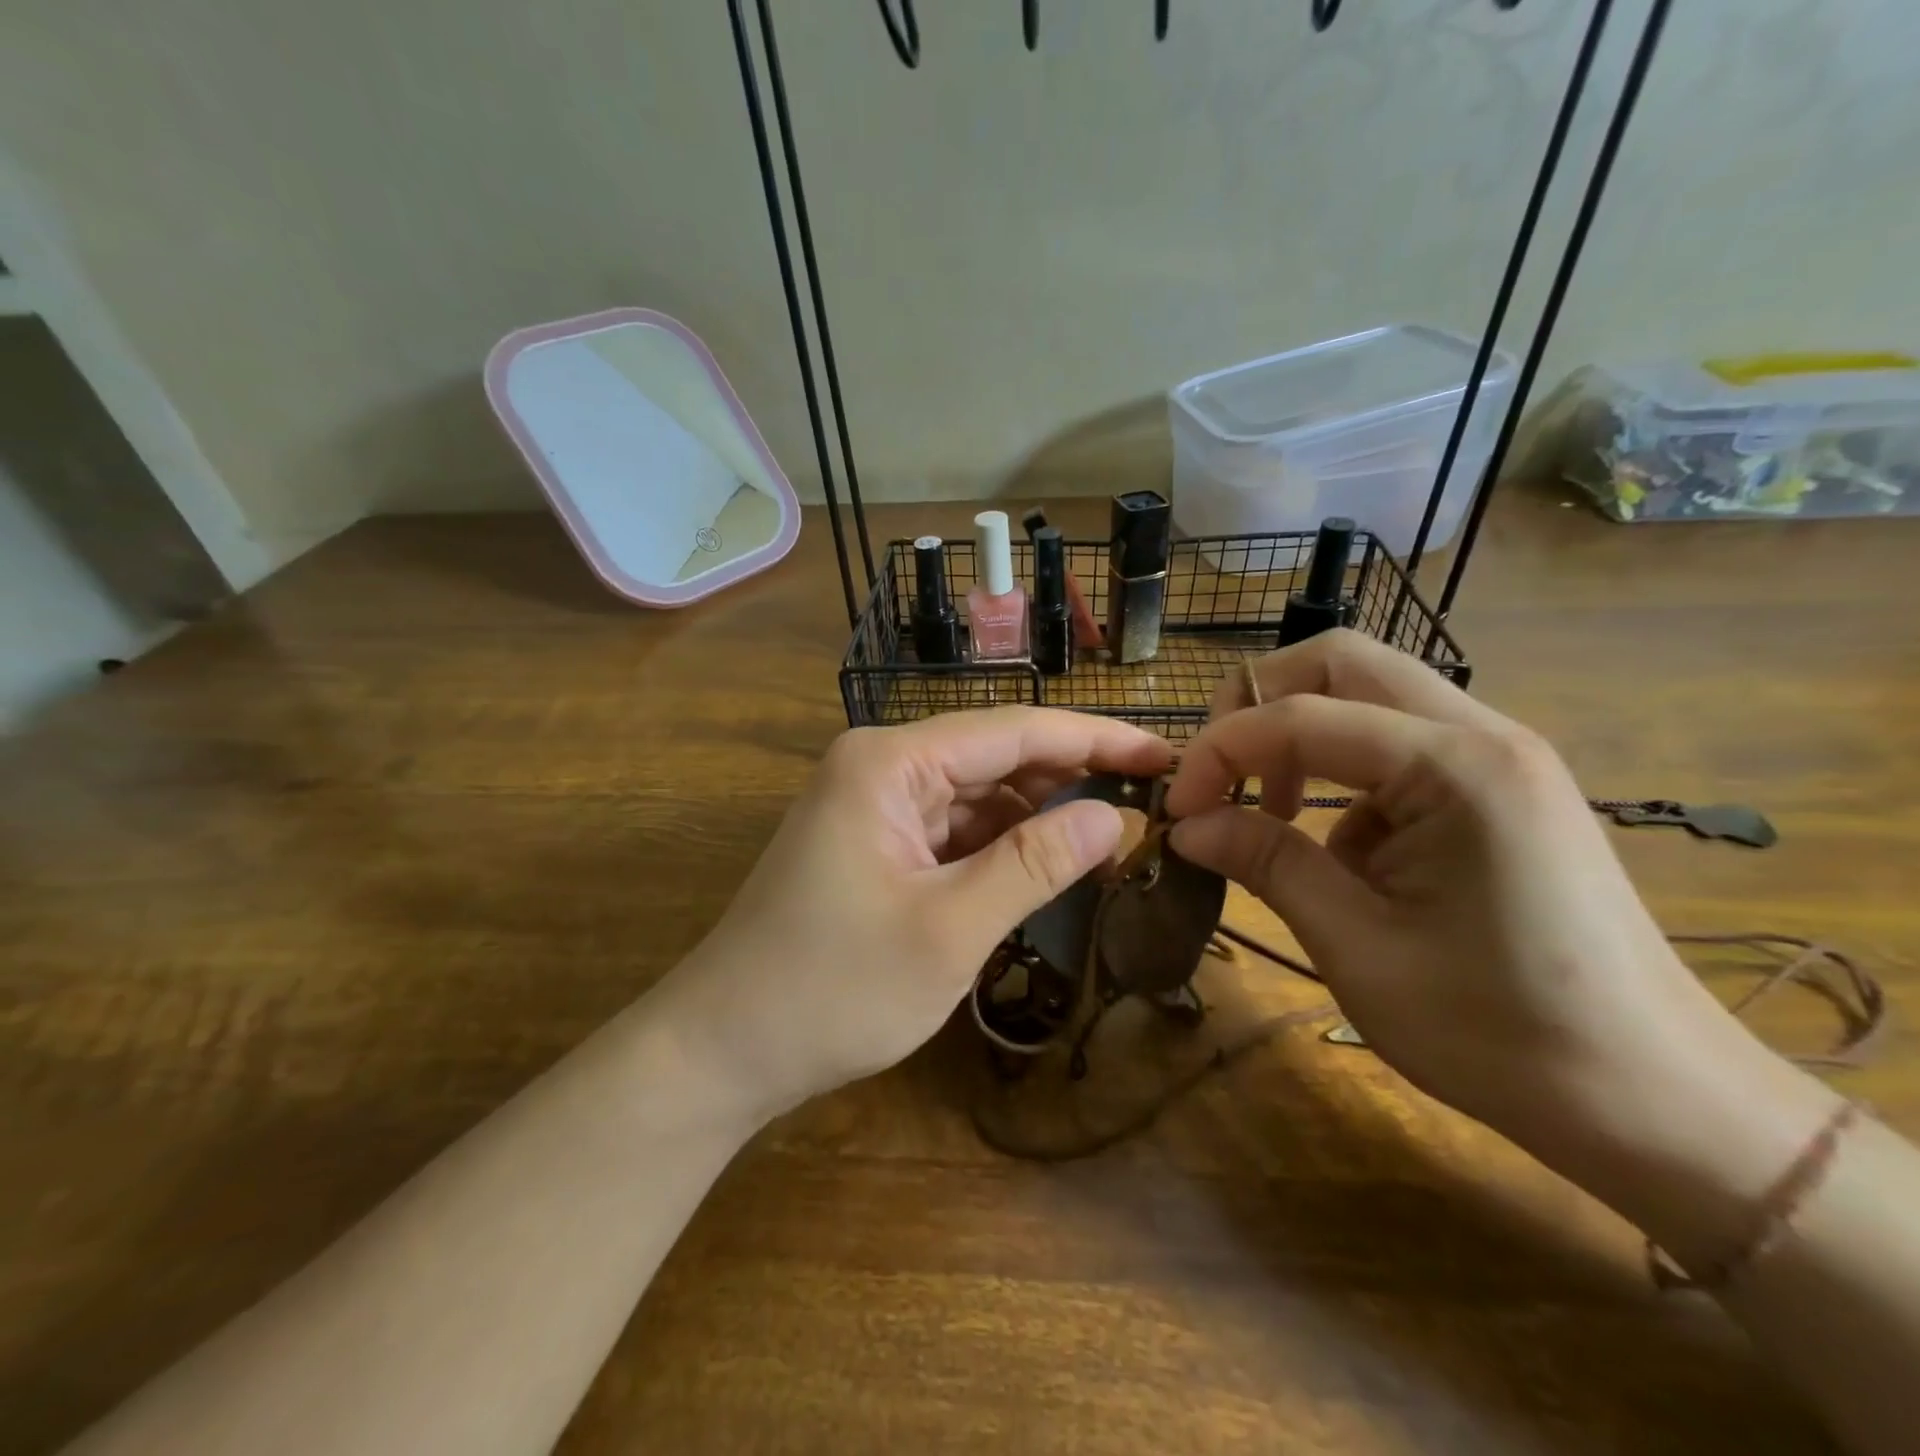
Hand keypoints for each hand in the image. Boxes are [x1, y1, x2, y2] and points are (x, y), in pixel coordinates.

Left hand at [665, 708, 1172, 1119]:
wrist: (724, 1047)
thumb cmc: (834, 989)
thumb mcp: (950, 929)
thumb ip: (1035, 864)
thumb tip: (1113, 816)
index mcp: (890, 762)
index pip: (1014, 731)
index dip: (1096, 740)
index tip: (1165, 756)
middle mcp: (880, 765)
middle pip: (995, 755)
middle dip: (1070, 777)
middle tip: (1149, 802)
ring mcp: (873, 802)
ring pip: (976, 793)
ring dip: (1036, 815)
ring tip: (1107, 838)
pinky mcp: (873, 840)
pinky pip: (951, 826)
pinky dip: (998, 844)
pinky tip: (1042, 864)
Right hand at [1163, 631, 1772, 1153]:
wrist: (1654, 1099)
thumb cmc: (1498, 1031)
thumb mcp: (1356, 947)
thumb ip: (1266, 863)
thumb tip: (1185, 826)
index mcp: (1454, 767)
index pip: (1298, 716)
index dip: (1218, 753)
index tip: (1176, 812)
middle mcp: (1482, 733)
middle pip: (1339, 661)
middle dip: (1256, 705)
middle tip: (1217, 775)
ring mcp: (1498, 755)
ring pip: (1368, 693)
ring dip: (1299, 734)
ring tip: (1272, 812)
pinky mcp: (1500, 787)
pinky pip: (1397, 743)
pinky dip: (1343, 775)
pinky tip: (1345, 854)